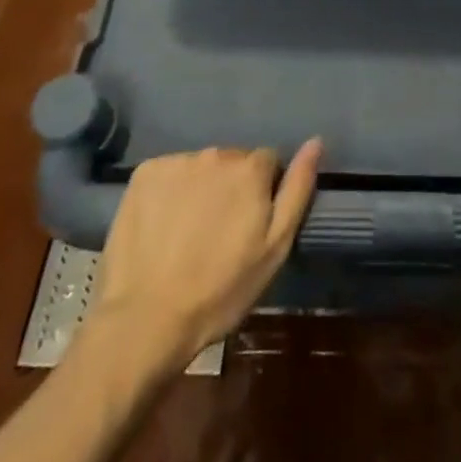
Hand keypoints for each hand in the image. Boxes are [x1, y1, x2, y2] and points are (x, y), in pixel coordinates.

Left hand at [89, 139, 321, 371]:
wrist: (146, 320)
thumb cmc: (220, 290)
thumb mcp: (275, 248)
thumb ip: (297, 189)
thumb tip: (316, 142)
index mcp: (250, 168)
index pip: (268, 163)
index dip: (262, 193)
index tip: (249, 225)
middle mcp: (216, 153)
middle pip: (233, 162)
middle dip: (231, 188)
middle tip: (218, 233)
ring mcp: (177, 161)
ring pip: (200, 168)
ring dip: (200, 188)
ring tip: (187, 233)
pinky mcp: (144, 172)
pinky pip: (168, 173)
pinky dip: (169, 192)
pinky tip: (162, 225)